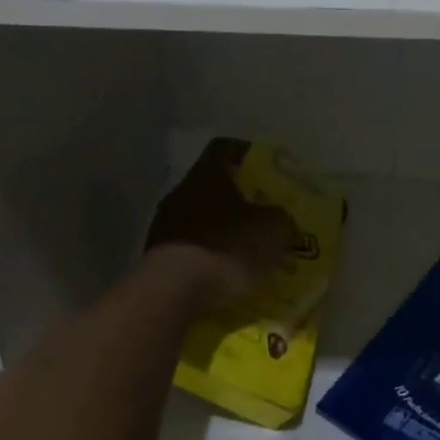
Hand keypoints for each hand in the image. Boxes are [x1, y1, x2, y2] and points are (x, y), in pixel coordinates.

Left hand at [144, 138, 296, 306]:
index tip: (268, 168)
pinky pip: (191, 250)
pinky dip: (209, 257)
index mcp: (207, 174)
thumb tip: (282, 220)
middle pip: (213, 186)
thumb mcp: (273, 230)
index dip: (248, 154)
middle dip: (240, 200)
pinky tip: (227, 275)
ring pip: (201, 220)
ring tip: (249, 252)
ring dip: (224, 231)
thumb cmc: (227, 246)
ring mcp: (164, 226)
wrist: (173, 291)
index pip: (225, 148)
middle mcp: (181, 192)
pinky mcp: (157, 258)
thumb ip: (282, 219)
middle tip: (266, 215)